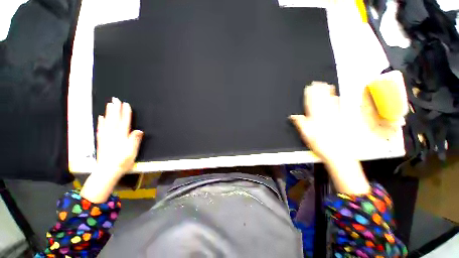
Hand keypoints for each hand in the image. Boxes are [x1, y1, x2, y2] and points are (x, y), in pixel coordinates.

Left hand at [81, 97, 142, 202]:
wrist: (107, 171)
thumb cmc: (122, 162)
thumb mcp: (132, 152)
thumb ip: (134, 140)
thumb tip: (139, 130)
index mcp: (121, 137)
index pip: (124, 122)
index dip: (126, 113)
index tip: (126, 104)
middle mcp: (113, 135)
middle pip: (114, 120)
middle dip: (116, 109)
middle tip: (115, 99)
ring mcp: (105, 137)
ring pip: (107, 122)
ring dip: (108, 113)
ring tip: (109, 104)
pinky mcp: (101, 141)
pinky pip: (100, 129)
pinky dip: (100, 122)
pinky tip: (101, 117)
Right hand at [289, 82, 344, 161]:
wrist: (337, 153)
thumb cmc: (319, 144)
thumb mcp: (306, 134)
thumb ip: (300, 123)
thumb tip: (293, 116)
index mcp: (315, 117)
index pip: (311, 103)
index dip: (309, 94)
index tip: (308, 87)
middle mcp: (325, 114)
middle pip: (321, 100)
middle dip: (318, 90)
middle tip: (317, 82)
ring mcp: (334, 116)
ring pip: (330, 101)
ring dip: (328, 92)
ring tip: (326, 84)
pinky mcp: (341, 120)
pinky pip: (339, 107)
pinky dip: (337, 100)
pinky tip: (337, 96)